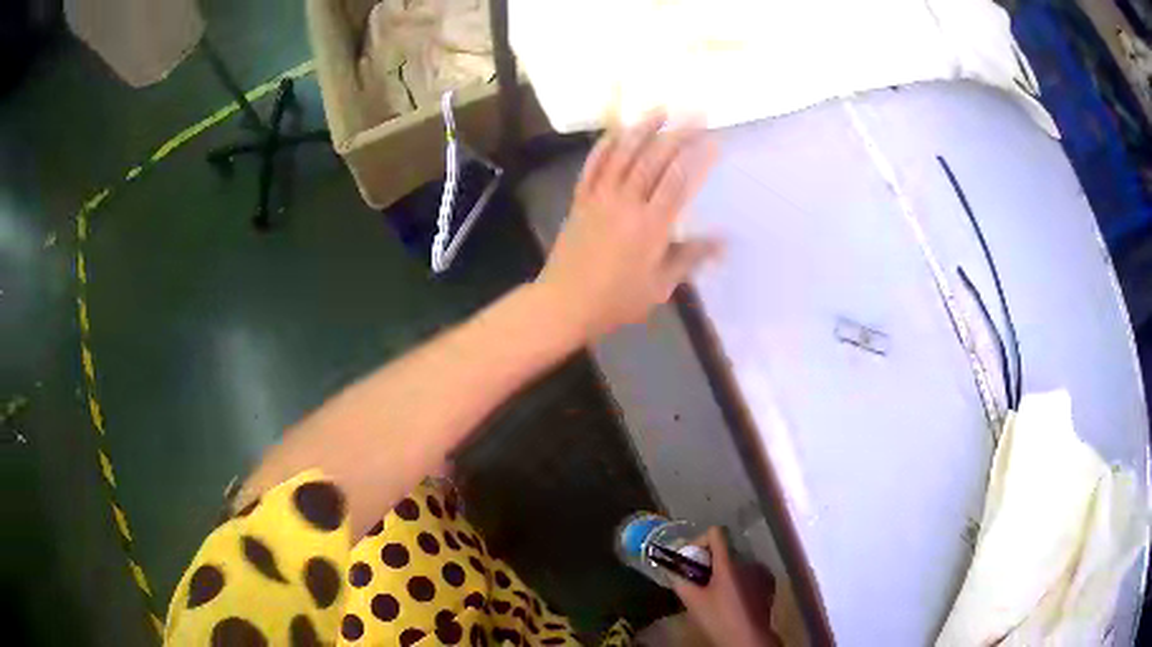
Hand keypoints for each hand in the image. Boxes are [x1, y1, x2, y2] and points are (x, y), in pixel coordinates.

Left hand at [535, 112, 719, 340]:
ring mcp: (599, 197)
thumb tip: (723, 240)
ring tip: (661, 109)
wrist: (564, 303)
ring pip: (623, 154)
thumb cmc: (616, 300)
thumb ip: (689, 258)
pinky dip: (606, 145)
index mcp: (651, 227)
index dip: (698, 158)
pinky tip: (617, 131)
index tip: (713, 140)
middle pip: (654, 160)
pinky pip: (593, 165)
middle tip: (695, 114)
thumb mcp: (660, 287)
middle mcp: (626, 203)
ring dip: (643, 128)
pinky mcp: (580, 199)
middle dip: (677, 133)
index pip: (679, 182)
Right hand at [673, 527, 781, 646]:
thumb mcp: (693, 601)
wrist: (749, 637)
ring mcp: (761, 571)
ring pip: (737, 562)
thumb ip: (680, 581)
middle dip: (710, 561)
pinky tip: (733, 597)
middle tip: (699, 580)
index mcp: (728, 563)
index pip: (716, 532)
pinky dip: (739, 578)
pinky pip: (750, 572)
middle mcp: (747, 561)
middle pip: (725, 549)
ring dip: (725, 570)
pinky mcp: (768, 582)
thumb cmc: (719, 618)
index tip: (692, 559)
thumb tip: (673, 571)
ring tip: (716, 591)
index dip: (701, 541)